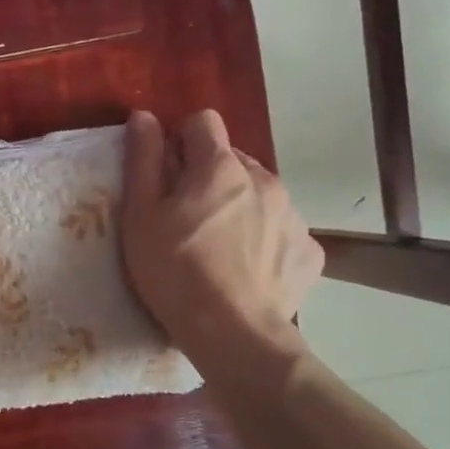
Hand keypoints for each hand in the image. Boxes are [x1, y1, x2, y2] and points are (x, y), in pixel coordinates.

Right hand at [120, 109, 322, 359]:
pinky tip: (247, 272)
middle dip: (210, 178)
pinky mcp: (309, 252)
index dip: (180, 141)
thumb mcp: (140, 216)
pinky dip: (265, 242)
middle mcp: (264, 180)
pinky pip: (283, 232)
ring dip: (240, 208)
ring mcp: (293, 216)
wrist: (232, 333)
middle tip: (187, 221)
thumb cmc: (174, 271)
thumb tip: (143, 115)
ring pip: (261, 195)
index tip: (167, 174)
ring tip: (218, 250)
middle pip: (233, 161)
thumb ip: (142, 160)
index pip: (203, 122)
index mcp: (220, 167)